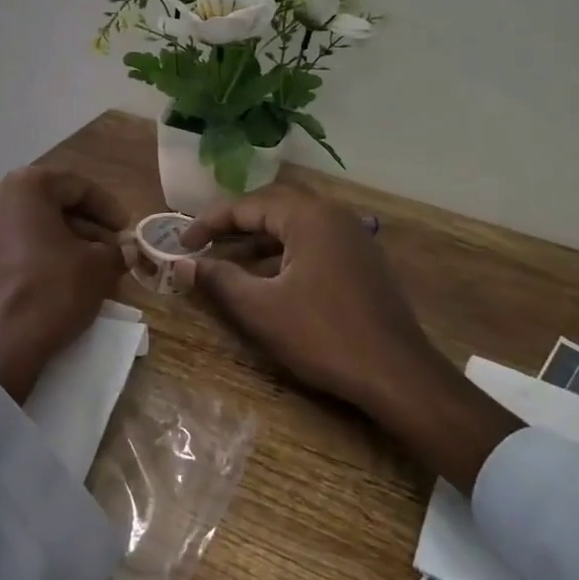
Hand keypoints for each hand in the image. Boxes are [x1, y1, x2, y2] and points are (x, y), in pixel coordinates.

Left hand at [0, 168, 127, 402]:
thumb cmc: (50, 292)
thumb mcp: (98, 268)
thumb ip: (115, 251)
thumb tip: (123, 251)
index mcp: (24, 188)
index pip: (76, 186)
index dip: (107, 207)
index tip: (125, 229)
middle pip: (50, 205)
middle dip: (84, 225)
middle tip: (110, 249)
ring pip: (29, 229)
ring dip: (61, 242)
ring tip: (88, 267)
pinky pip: (10, 251)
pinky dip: (36, 259)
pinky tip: (57, 283)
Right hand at [175, 185, 448, 419]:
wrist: (397, 374)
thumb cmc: (324, 336)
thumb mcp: (261, 309)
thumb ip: (218, 280)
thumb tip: (181, 263)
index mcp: (309, 216)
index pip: (248, 205)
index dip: (210, 222)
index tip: (182, 243)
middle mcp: (333, 215)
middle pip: (273, 207)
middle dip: (235, 226)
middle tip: (203, 244)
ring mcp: (353, 237)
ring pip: (295, 227)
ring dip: (259, 241)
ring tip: (229, 262)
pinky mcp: (363, 260)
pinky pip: (314, 243)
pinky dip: (285, 254)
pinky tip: (270, 279)